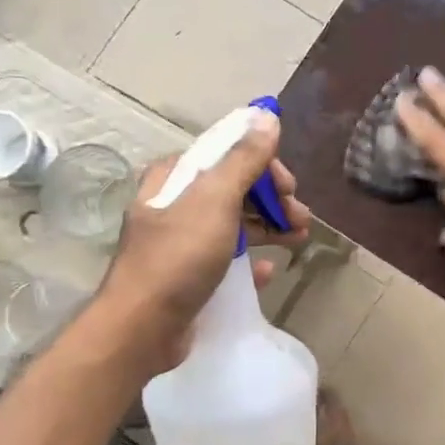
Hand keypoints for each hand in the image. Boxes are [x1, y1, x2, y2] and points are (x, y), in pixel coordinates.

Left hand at [97, 108, 311, 369]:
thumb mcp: (215, 200)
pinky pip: (228, 258)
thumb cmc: (179, 257)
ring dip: (270, 227)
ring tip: (300, 239)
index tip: (289, 187)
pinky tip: (268, 271)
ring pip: (235, 223)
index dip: (264, 166)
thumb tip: (267, 116)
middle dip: (273, 200)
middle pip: (235, 189)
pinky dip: (251, 260)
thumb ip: (244, 159)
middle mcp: (177, 204)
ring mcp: (182, 241)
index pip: (227, 155)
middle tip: (301, 217)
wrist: (142, 328)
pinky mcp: (189, 275)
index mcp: (176, 178)